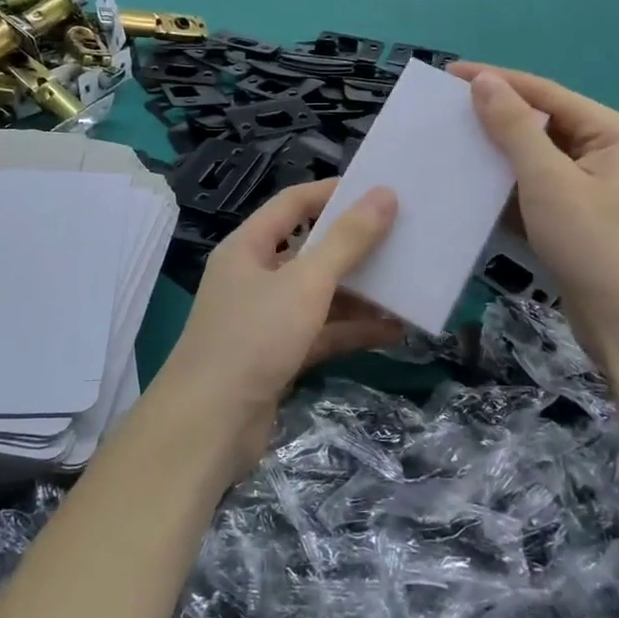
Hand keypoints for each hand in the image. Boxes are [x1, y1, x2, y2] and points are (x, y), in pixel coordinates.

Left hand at [158, 179, 400, 473]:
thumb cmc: (254, 338)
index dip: (334, 193)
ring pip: (320, 295)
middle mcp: (255, 277)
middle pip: (310, 250)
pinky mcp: (279, 356)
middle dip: (355, 246)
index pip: (293, 204)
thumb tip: (384, 195)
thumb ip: (347, 240)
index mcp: (249, 247)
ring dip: (361, 293)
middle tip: (404, 238)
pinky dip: (353, 330)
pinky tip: (394, 330)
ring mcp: (266, 319)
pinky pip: (322, 332)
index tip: (379, 191)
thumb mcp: (306, 282)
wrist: (210, 426)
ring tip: (408, 285)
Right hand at [450, 63, 618, 367]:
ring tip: (450, 146)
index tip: (449, 74)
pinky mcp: (580, 220)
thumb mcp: (550, 182)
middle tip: (445, 113)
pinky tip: (470, 187)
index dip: (497, 81)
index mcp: (617, 134)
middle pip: (543, 125)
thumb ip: (514, 128)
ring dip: (497, 157)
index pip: (547, 94)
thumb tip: (483, 81)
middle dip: (495, 121)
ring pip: (537, 161)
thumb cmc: (597, 248)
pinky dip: (508, 189)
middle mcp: (611, 154)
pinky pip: (538, 192)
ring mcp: (596, 190)